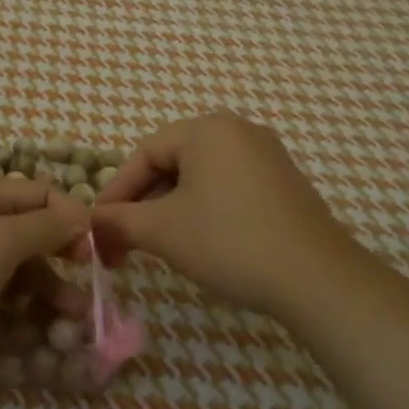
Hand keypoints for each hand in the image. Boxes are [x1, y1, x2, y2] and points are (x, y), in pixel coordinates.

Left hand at [0, 175, 89, 347]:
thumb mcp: (2, 241)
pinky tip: (34, 323)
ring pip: (16, 264)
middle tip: (87, 288)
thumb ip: (46, 226)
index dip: (71, 217)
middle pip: (30, 229)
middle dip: (61, 256)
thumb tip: (83, 212)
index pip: (41, 193)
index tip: (93, 251)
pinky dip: (19, 302)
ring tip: (69, 319)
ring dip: (46, 286)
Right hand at [91, 111, 362, 319]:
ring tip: (159, 245)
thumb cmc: (229, 242)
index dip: (117, 192)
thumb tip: (90, 223)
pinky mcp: (284, 182)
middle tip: (126, 241)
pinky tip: (201, 242)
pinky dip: (205, 210)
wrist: (317, 279)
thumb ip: (119, 221)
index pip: (144, 153)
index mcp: (206, 129)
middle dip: (144, 203)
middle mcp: (238, 130)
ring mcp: (266, 155)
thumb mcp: (163, 232)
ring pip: (200, 177)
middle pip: (172, 162)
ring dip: (172, 209)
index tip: (99, 227)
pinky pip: (229, 186)